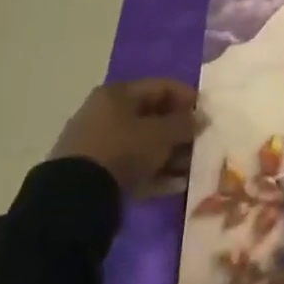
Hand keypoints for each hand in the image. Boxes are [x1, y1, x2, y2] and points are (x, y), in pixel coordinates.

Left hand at [49, 79, 200, 196]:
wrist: (75, 196)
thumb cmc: (123, 150)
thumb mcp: (161, 134)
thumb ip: (185, 124)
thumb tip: (202, 118)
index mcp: (118, 94)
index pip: (163, 86)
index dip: (189, 98)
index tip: (208, 115)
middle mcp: (106, 113)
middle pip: (154, 116)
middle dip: (180, 132)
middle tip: (201, 144)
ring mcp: (99, 143)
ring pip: (145, 144)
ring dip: (171, 155)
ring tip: (191, 169)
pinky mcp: (96, 171)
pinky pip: (133, 166)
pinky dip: (154, 172)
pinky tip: (175, 185)